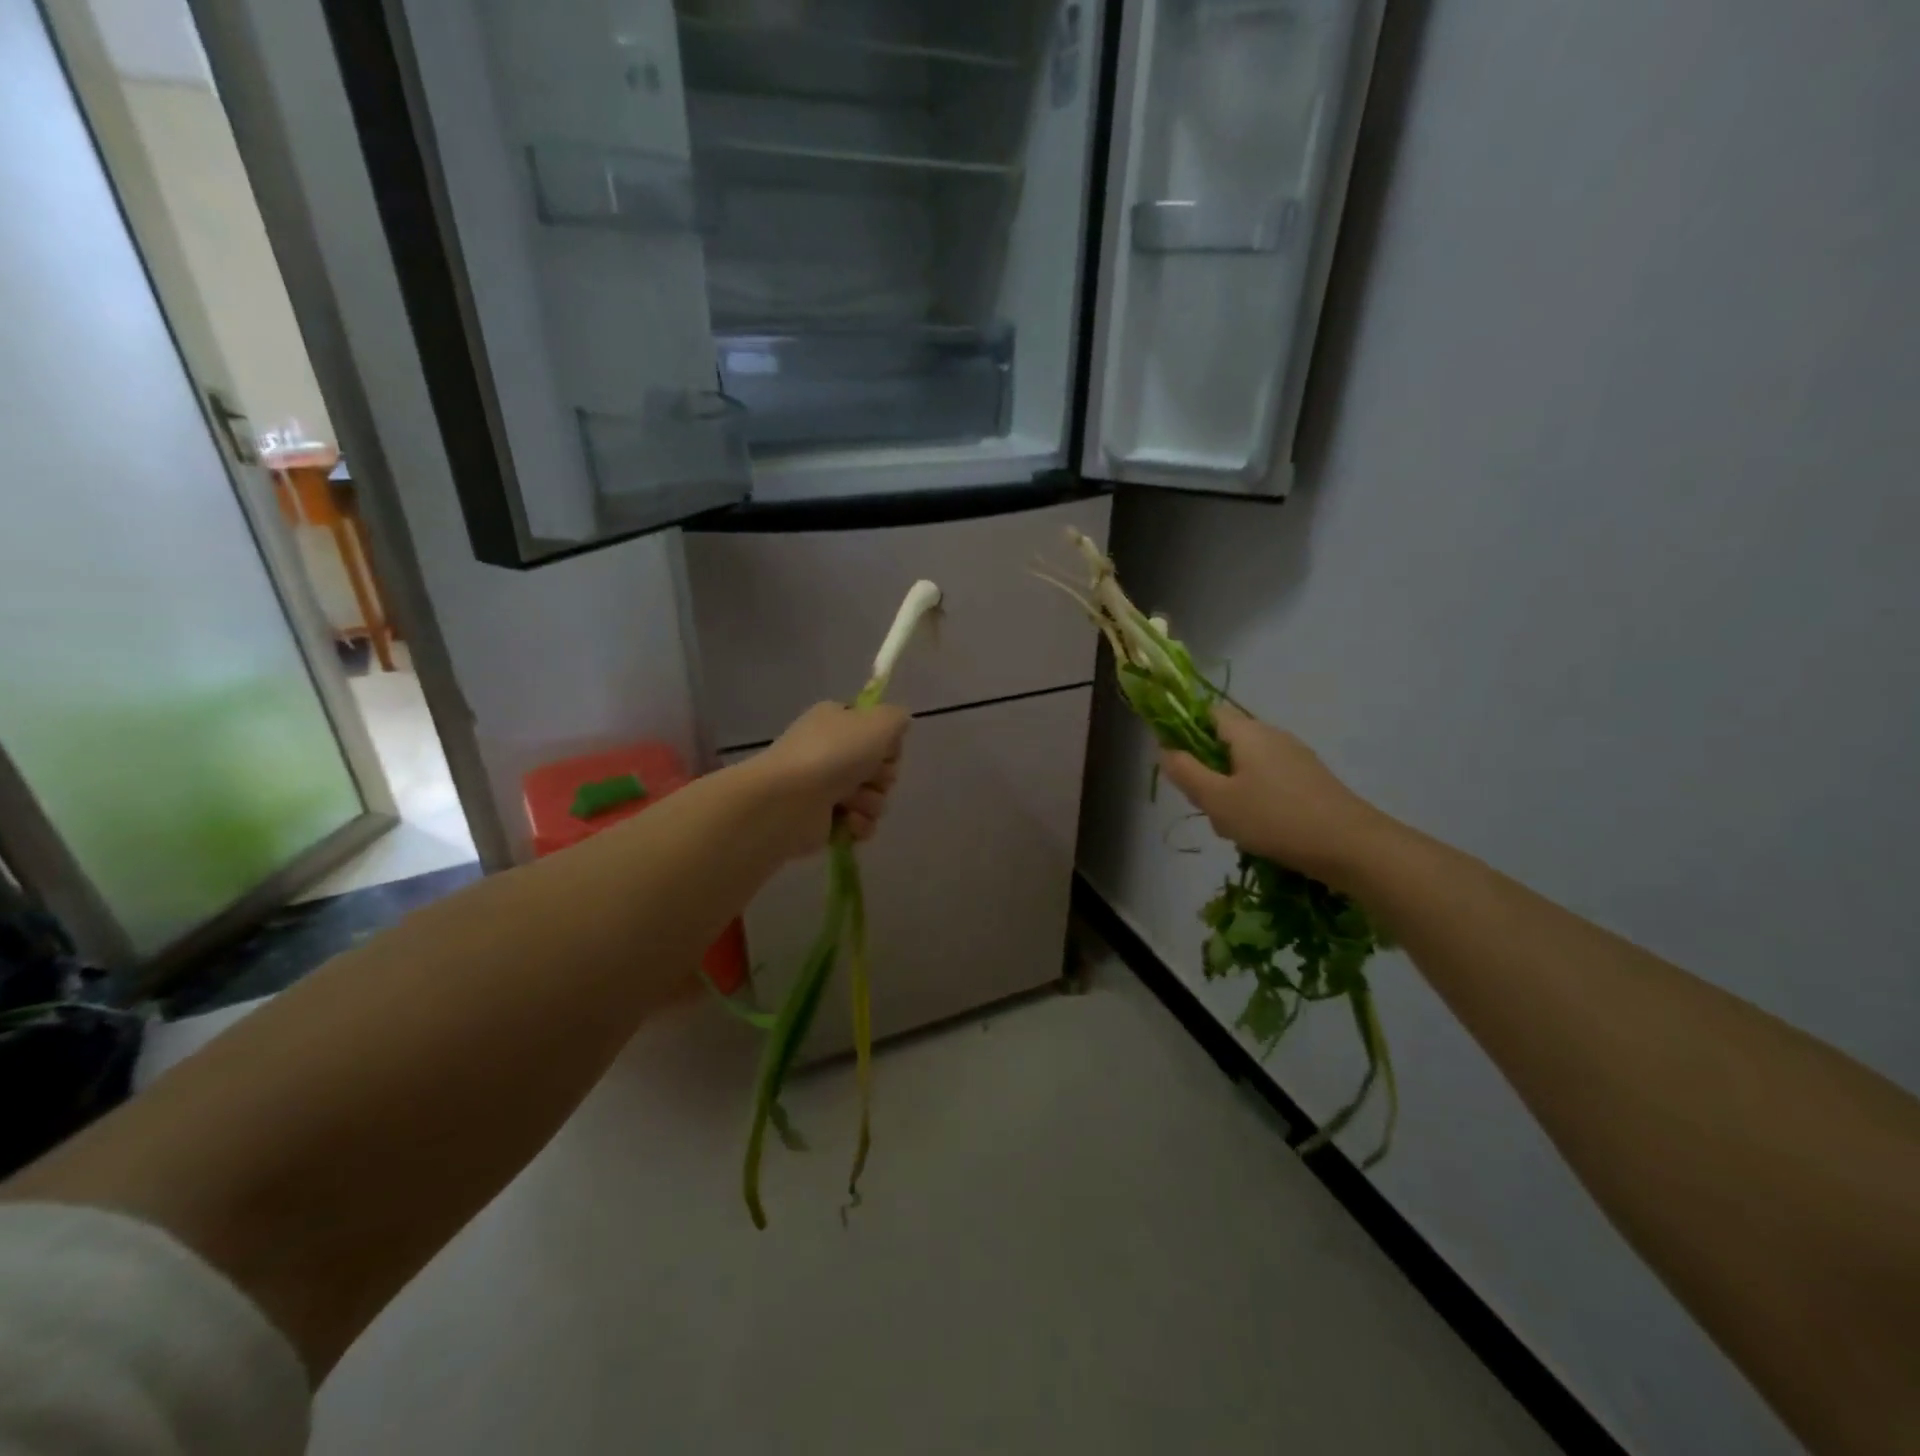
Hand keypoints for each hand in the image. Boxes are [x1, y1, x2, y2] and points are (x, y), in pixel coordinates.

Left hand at [755, 701, 909, 855]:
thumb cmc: (834, 755)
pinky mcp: (824, 821)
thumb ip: (897, 718)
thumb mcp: (878, 722)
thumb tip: (899, 724)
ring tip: (849, 803)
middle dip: (881, 777)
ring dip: (870, 803)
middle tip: (866, 778)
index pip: (878, 732)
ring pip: (874, 798)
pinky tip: (846, 822)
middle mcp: (830, 751)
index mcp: (837, 721)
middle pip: (880, 768)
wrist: (789, 800)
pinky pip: (861, 824)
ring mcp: (824, 787)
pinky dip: (858, 825)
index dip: (888, 745)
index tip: (884, 750)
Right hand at [1159, 704, 1392, 886]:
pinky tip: (1261, 832)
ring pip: (1247, 768)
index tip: (1178, 764)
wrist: (1351, 846)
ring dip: (1231, 792)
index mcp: (1248, 732)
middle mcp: (1273, 736)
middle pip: (1226, 744)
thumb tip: (1165, 749)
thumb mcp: (1217, 799)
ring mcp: (1296, 758)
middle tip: (1206, 805)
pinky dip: (1256, 801)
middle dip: (1209, 772)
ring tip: (1234, 827)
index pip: (1208, 713)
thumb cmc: (1274, 818)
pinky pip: (1270, 783)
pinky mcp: (1311, 781)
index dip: (1186, 731)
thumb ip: (1185, 772)